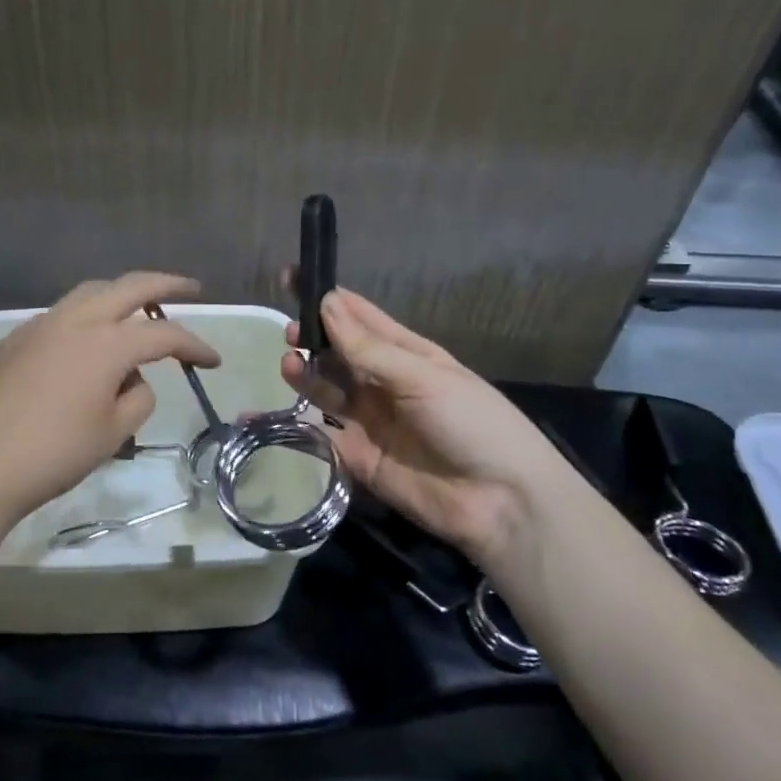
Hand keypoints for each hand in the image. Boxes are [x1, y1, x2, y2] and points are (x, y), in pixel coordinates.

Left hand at [0, 272, 220, 533]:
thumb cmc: (53, 454)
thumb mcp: (113, 434)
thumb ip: (137, 398)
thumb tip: (131, 380)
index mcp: (106, 343)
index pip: (164, 335)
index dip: (194, 345)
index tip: (213, 361)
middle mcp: (74, 321)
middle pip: (129, 286)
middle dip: (165, 284)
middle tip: (190, 288)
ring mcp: (39, 325)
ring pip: (89, 293)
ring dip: (120, 295)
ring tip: (137, 310)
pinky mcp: (13, 340)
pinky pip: (60, 316)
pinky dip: (86, 318)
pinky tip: (85, 345)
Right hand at [280, 285, 583, 571]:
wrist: (502, 504)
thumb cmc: (473, 424)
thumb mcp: (422, 377)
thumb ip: (368, 348)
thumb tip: (326, 301)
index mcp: (407, 354)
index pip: (359, 317)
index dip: (326, 298)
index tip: (291, 276)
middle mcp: (384, 383)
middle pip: (338, 353)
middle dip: (312, 337)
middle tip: (289, 331)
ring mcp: (370, 421)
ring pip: (327, 390)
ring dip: (307, 374)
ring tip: (290, 362)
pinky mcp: (358, 459)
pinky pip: (322, 436)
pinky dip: (298, 424)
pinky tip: (279, 412)